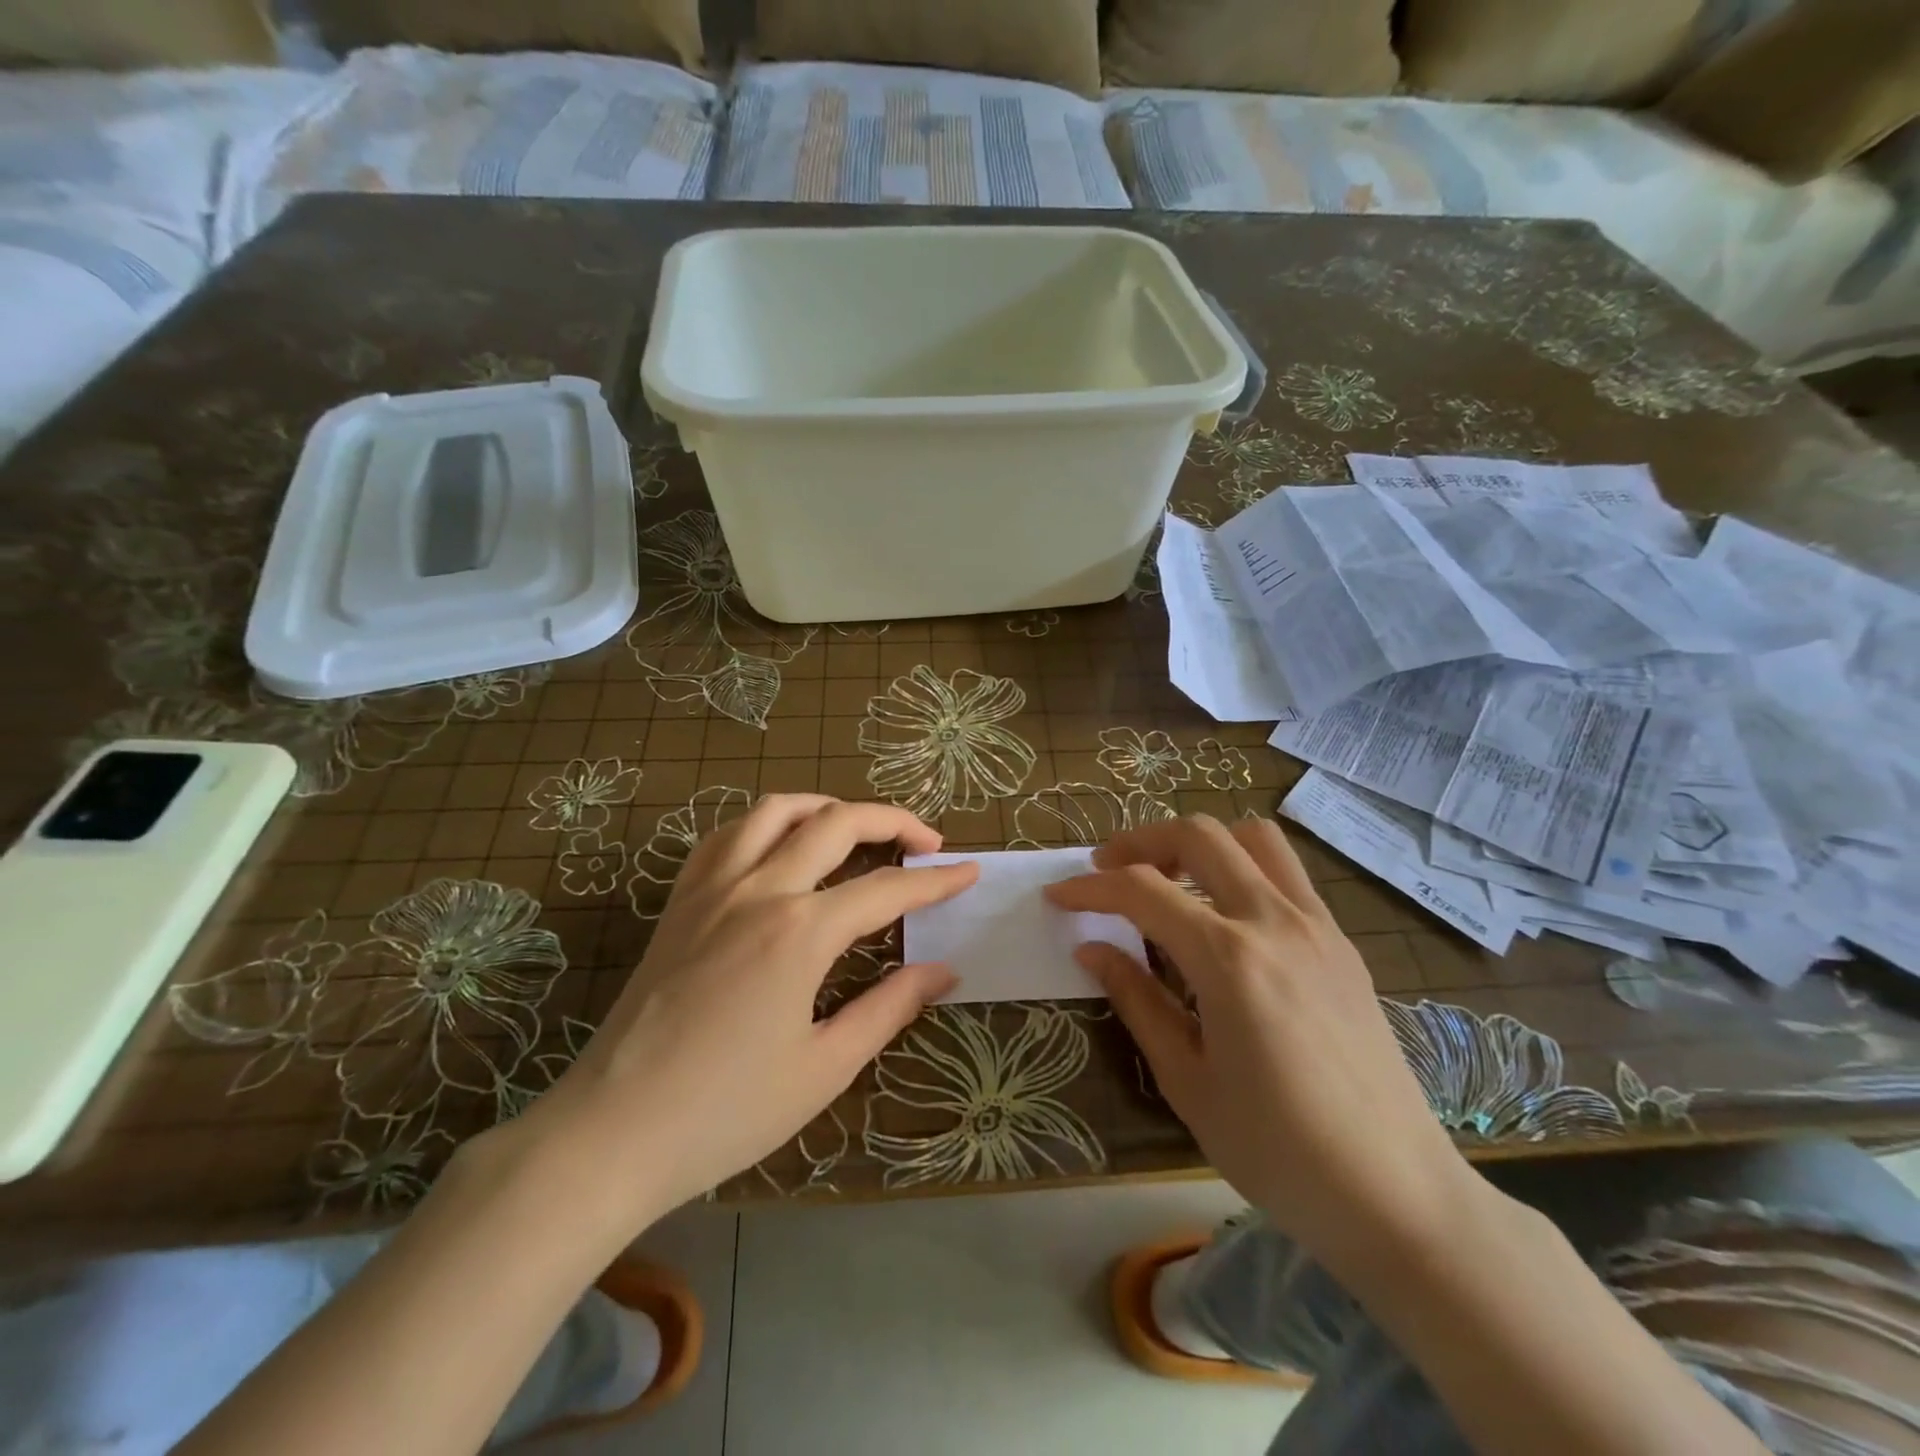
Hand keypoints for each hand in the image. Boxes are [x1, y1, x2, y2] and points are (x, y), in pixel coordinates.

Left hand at [536, 795, 977, 1218]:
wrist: (611, 1132)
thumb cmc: (726, 1112)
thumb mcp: (825, 1067)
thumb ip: (889, 1008)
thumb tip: (942, 970)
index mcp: (800, 932)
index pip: (886, 889)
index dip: (936, 880)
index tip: (969, 871)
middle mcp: (759, 890)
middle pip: (837, 823)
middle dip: (892, 820)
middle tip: (926, 840)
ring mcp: (712, 888)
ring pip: (775, 811)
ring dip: (826, 806)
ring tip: (856, 826)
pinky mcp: (680, 901)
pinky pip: (725, 835)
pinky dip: (766, 824)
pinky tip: (779, 846)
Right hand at [1046, 815, 1478, 1270]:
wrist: (1396, 1193)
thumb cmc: (1277, 1150)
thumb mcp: (1186, 1080)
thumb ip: (1136, 1000)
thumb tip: (1091, 949)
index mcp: (1228, 959)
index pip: (1142, 891)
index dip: (1090, 888)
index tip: (1058, 896)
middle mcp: (1274, 921)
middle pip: (1198, 836)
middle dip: (1140, 842)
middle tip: (1107, 870)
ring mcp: (1316, 925)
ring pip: (1253, 838)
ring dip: (1200, 843)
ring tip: (1170, 879)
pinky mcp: (1342, 942)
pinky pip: (1287, 872)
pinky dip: (1243, 867)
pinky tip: (1224, 915)